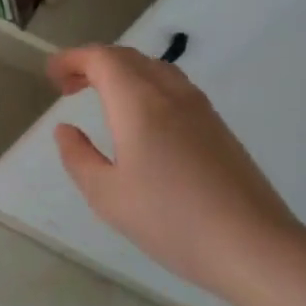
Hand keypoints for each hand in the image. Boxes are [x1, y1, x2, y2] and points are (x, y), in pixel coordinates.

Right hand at [48, 46, 305, 302]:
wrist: (254, 247)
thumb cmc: (170, 220)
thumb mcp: (106, 195)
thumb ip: (78, 157)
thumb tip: (66, 129)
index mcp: (139, 104)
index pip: (102, 59)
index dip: (72, 59)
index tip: (51, 77)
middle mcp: (171, 95)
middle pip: (129, 58)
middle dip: (93, 63)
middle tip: (68, 87)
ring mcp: (201, 110)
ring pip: (155, 69)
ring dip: (122, 73)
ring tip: (100, 98)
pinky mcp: (219, 128)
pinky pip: (174, 88)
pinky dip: (145, 87)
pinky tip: (140, 120)